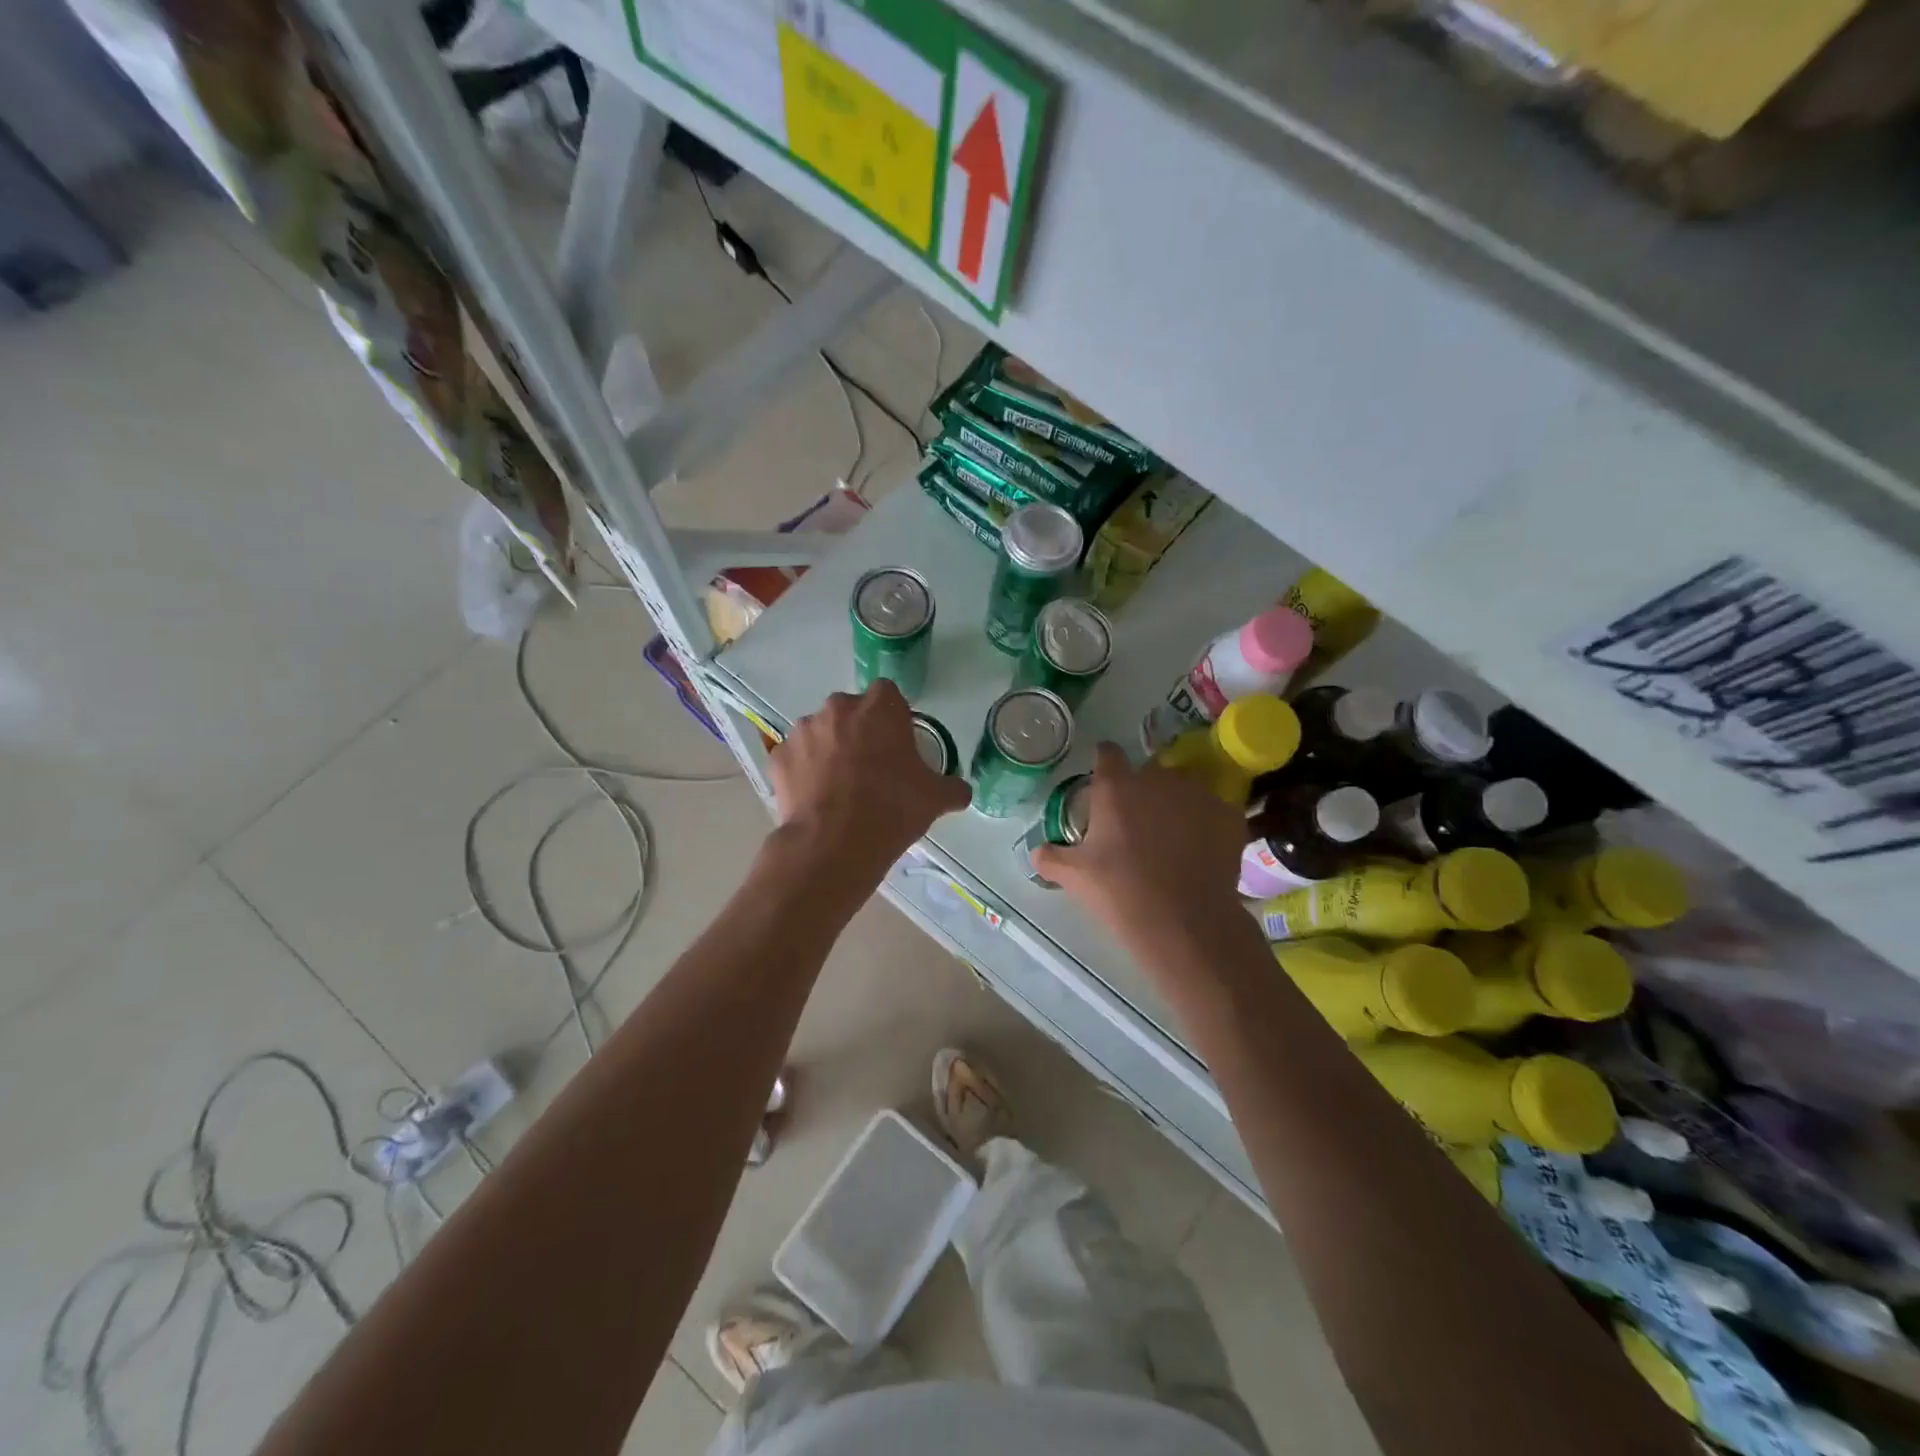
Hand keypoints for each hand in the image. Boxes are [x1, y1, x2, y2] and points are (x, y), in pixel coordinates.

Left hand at [770, 681, 970, 872]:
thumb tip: (960, 791)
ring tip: (839, 787)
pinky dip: (804, 771)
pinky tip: (815, 798)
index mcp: (880, 707)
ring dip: (829, 749)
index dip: (893, 718)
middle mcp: (839, 708)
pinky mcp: (779, 756)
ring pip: (821, 732)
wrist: (834, 844)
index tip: (897, 745)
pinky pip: (796, 758)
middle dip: (859, 731)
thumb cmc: (892, 809)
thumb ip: (952, 787)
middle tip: (870, 768)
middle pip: (851, 711)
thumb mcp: (935, 799)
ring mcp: (803, 730)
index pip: (888, 695)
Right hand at [1031, 743, 1246, 947]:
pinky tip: (1201, 851)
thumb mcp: (1075, 877)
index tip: (1104, 782)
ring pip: (1184, 789)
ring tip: (1174, 839)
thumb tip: (1036, 853)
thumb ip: (1052, 858)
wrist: (1183, 922)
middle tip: (1137, 823)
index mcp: (1116, 787)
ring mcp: (1198, 793)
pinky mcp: (1229, 815)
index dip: (1105, 764)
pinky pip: (1214, 811)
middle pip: (1148, 772)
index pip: (1107, 753)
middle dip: (1143, 790)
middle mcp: (1158, 778)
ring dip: (1177, 804)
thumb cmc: (1120, 891)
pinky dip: (1207, 825)